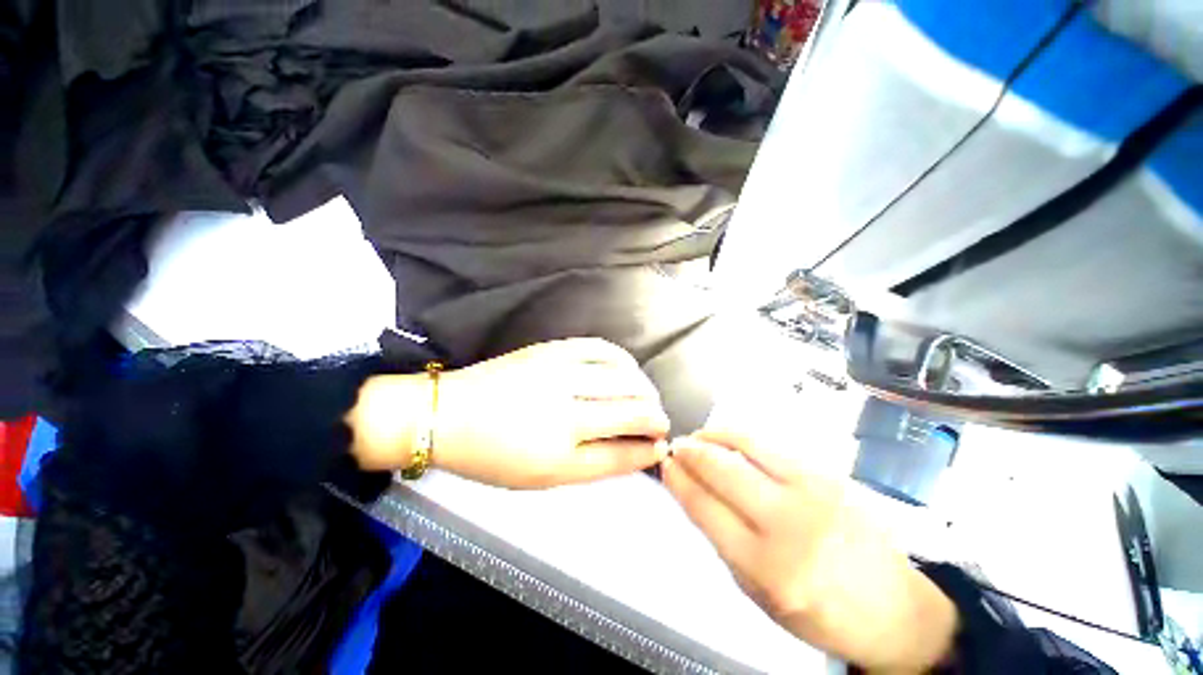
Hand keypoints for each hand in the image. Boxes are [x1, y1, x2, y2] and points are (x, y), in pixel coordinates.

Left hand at [350, 339, 670, 488]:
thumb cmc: (493, 456)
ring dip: (645, 388)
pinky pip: (602, 348)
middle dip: (657, 417)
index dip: (649, 450)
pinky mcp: (551, 350)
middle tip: (660, 422)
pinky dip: (623, 359)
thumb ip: (594, 465)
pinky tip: (628, 368)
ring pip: (624, 377)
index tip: (662, 446)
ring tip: (647, 397)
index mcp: (556, 455)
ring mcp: (558, 374)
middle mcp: (563, 412)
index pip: (622, 452)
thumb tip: (637, 451)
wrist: (448, 413)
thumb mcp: (542, 478)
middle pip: (631, 411)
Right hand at [662, 425, 957, 672]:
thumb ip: (722, 537)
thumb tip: (691, 489)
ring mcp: (814, 491)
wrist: (894, 609)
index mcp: (767, 567)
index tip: (665, 465)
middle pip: (721, 469)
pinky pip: (772, 444)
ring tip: (698, 437)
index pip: (704, 506)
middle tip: (677, 447)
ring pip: (746, 443)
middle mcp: (790, 523)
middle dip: (690, 451)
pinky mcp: (830, 473)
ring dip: (713, 435)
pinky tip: (729, 439)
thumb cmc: (819, 610)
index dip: (677, 479)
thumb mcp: (758, 592)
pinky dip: (741, 436)